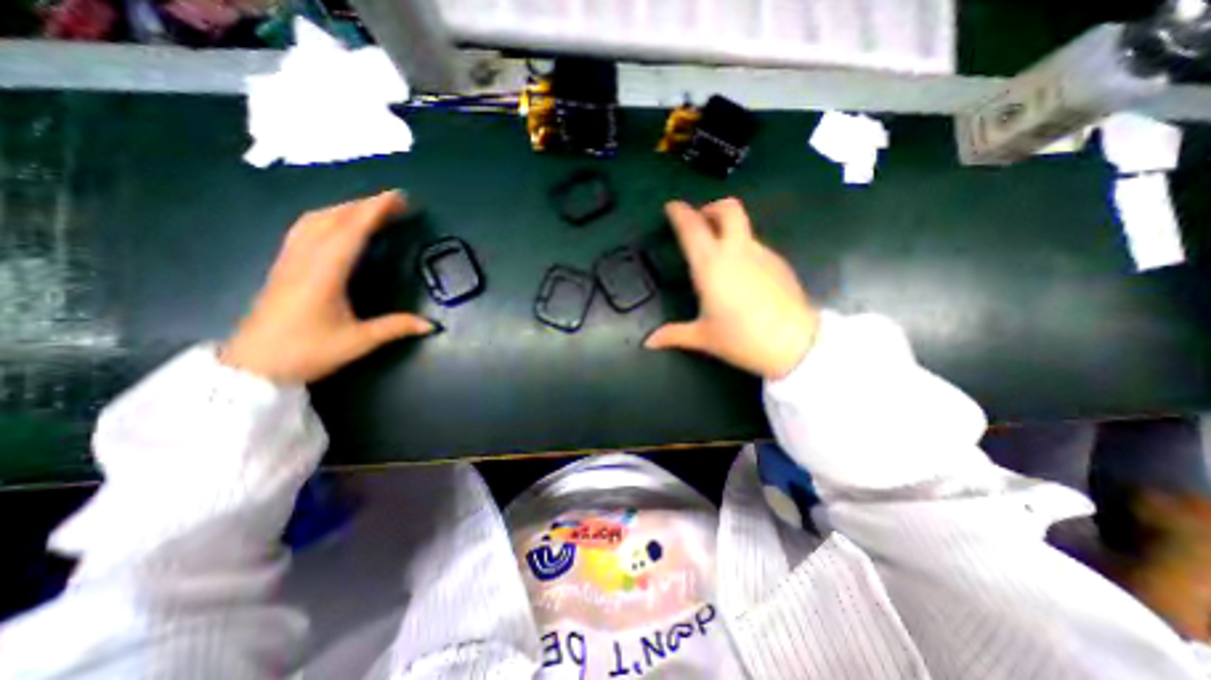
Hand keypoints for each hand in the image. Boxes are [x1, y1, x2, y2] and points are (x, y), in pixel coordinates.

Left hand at [221, 188, 436, 382]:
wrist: (253, 366)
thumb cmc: (307, 352)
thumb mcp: (357, 342)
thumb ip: (396, 328)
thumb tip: (432, 325)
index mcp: (324, 274)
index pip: (351, 232)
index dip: (375, 211)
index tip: (398, 198)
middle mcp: (304, 259)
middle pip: (332, 219)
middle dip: (364, 205)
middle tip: (395, 202)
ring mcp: (289, 261)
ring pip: (314, 220)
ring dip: (344, 208)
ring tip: (370, 209)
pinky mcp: (283, 267)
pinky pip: (304, 230)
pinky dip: (327, 218)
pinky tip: (337, 224)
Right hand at [638, 197, 817, 381]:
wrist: (795, 344)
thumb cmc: (741, 339)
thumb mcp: (703, 338)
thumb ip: (673, 334)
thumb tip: (648, 342)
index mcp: (711, 266)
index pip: (692, 228)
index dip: (679, 213)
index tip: (672, 207)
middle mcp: (736, 251)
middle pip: (728, 209)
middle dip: (711, 208)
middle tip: (701, 222)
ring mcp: (762, 253)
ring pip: (743, 227)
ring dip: (728, 230)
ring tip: (719, 255)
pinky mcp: (779, 262)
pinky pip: (756, 246)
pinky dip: (743, 249)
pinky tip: (742, 275)